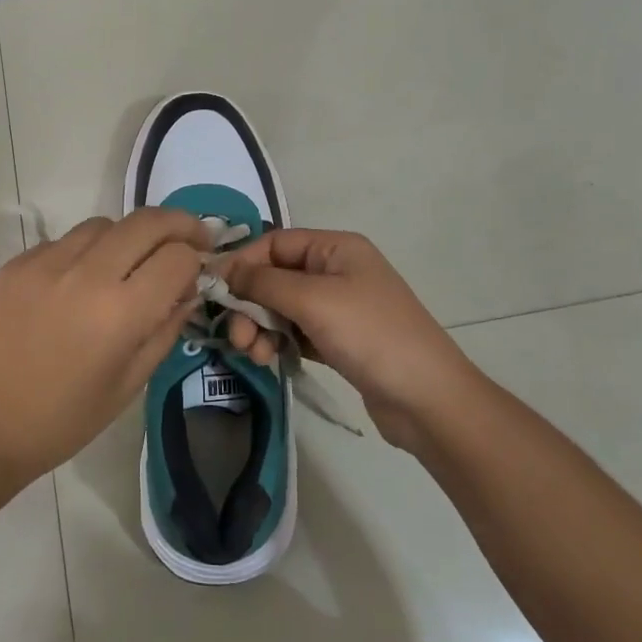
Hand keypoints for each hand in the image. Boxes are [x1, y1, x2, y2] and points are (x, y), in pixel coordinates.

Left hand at [0, 208, 210, 483]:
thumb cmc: (62, 420)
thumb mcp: (129, 385)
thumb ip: (165, 329)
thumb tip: (187, 290)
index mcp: (121, 312)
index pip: (179, 257)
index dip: (197, 260)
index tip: (200, 269)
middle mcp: (87, 274)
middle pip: (148, 221)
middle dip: (179, 224)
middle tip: (189, 240)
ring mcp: (47, 262)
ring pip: (105, 224)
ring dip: (129, 236)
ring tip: (128, 264)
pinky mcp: (17, 263)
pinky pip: (65, 240)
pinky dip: (85, 251)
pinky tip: (79, 283)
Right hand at [218, 229, 482, 451]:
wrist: (426, 398)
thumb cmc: (370, 335)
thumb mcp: (313, 300)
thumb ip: (263, 282)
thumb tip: (224, 270)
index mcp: (336, 248)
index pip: (275, 243)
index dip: (242, 262)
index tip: (214, 290)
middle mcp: (336, 270)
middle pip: (275, 276)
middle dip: (249, 303)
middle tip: (235, 335)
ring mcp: (338, 307)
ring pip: (281, 307)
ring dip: (259, 327)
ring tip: (253, 354)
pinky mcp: (337, 340)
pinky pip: (294, 332)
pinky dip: (277, 342)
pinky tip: (269, 359)